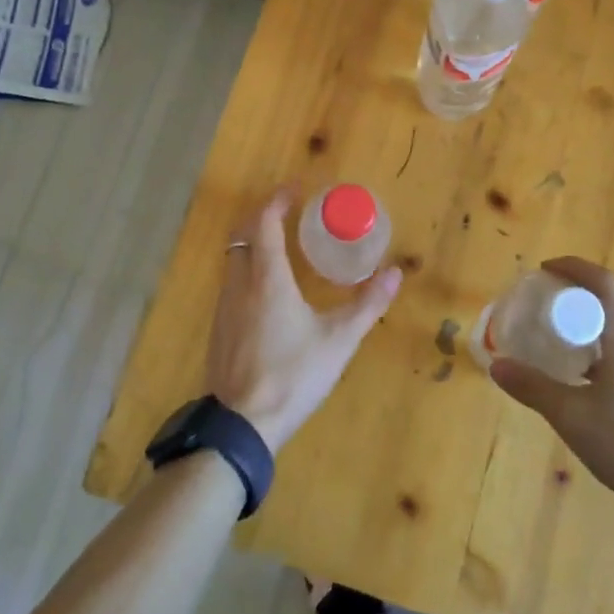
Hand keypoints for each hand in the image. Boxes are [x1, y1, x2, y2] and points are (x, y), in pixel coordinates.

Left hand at [205, 188, 401, 453]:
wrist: (243, 424)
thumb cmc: (294, 375)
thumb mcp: (339, 340)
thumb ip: (367, 304)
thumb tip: (395, 273)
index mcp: (267, 279)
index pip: (265, 223)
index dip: (277, 201)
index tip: (295, 189)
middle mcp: (239, 285)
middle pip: (243, 236)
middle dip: (262, 218)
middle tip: (287, 214)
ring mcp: (223, 308)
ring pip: (234, 261)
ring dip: (253, 245)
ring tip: (280, 249)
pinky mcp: (218, 330)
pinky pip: (231, 285)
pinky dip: (247, 272)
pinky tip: (265, 294)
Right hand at [489, 256, 613, 511]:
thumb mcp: (571, 417)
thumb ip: (533, 388)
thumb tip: (498, 365)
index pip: (604, 283)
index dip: (574, 267)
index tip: (547, 269)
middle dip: (581, 303)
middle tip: (550, 315)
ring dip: (597, 333)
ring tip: (569, 355)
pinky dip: (612, 356)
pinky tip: (598, 390)